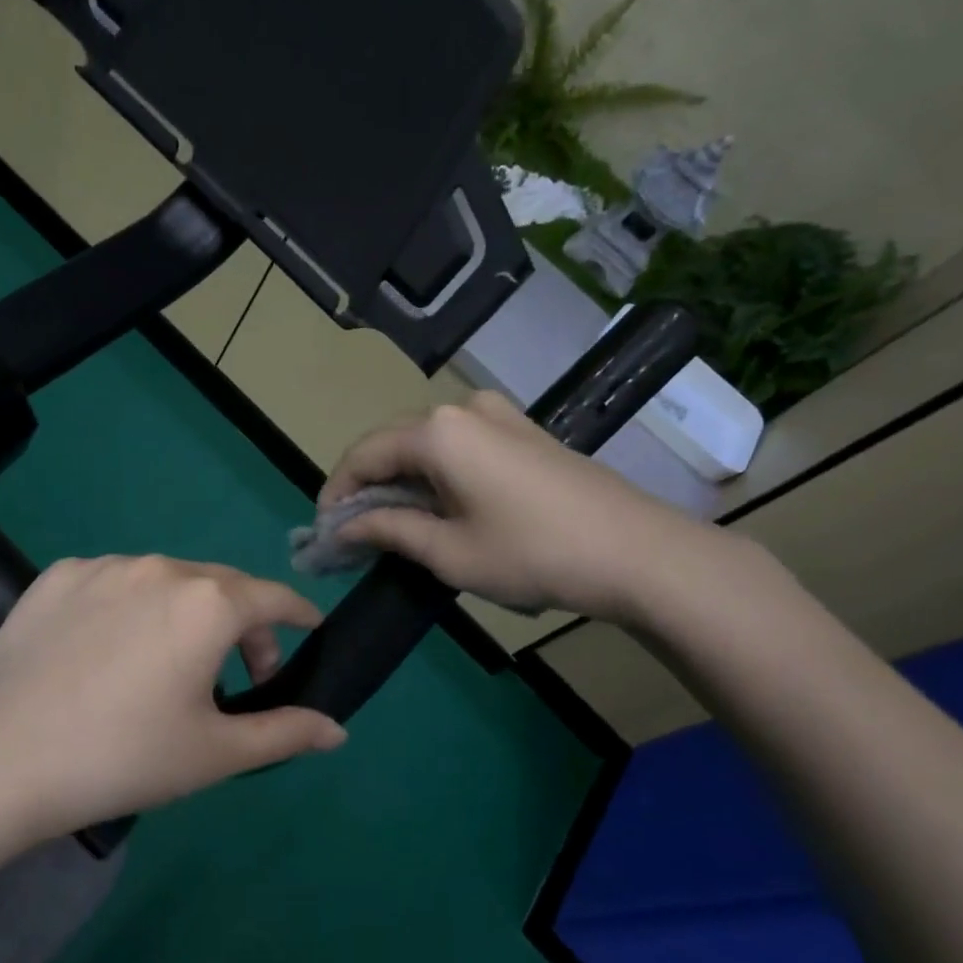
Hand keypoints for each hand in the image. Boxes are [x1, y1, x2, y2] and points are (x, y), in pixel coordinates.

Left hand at [0, 555, 346, 841]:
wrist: (3, 760)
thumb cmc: (125, 757)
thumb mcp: (216, 753)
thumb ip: (285, 732)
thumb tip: (338, 730)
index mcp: (208, 603)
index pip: (273, 598)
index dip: (298, 615)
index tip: (309, 630)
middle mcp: (160, 567)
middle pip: (221, 587)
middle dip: (242, 625)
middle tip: (239, 675)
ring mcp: (103, 566)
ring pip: (165, 582)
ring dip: (184, 614)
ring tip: (167, 665)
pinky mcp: (56, 576)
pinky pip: (113, 584)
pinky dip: (129, 608)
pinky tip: (107, 650)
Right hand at [320, 390, 729, 624]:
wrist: (637, 552)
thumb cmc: (532, 554)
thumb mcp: (448, 552)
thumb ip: (387, 531)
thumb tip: (344, 527)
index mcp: (436, 432)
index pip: (363, 455)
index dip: (337, 493)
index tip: (326, 532)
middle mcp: (462, 409)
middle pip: (393, 444)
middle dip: (367, 487)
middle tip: (355, 533)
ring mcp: (499, 414)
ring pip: (426, 444)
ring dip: (401, 481)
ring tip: (394, 525)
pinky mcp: (523, 431)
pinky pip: (460, 445)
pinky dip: (436, 474)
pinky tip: (439, 507)